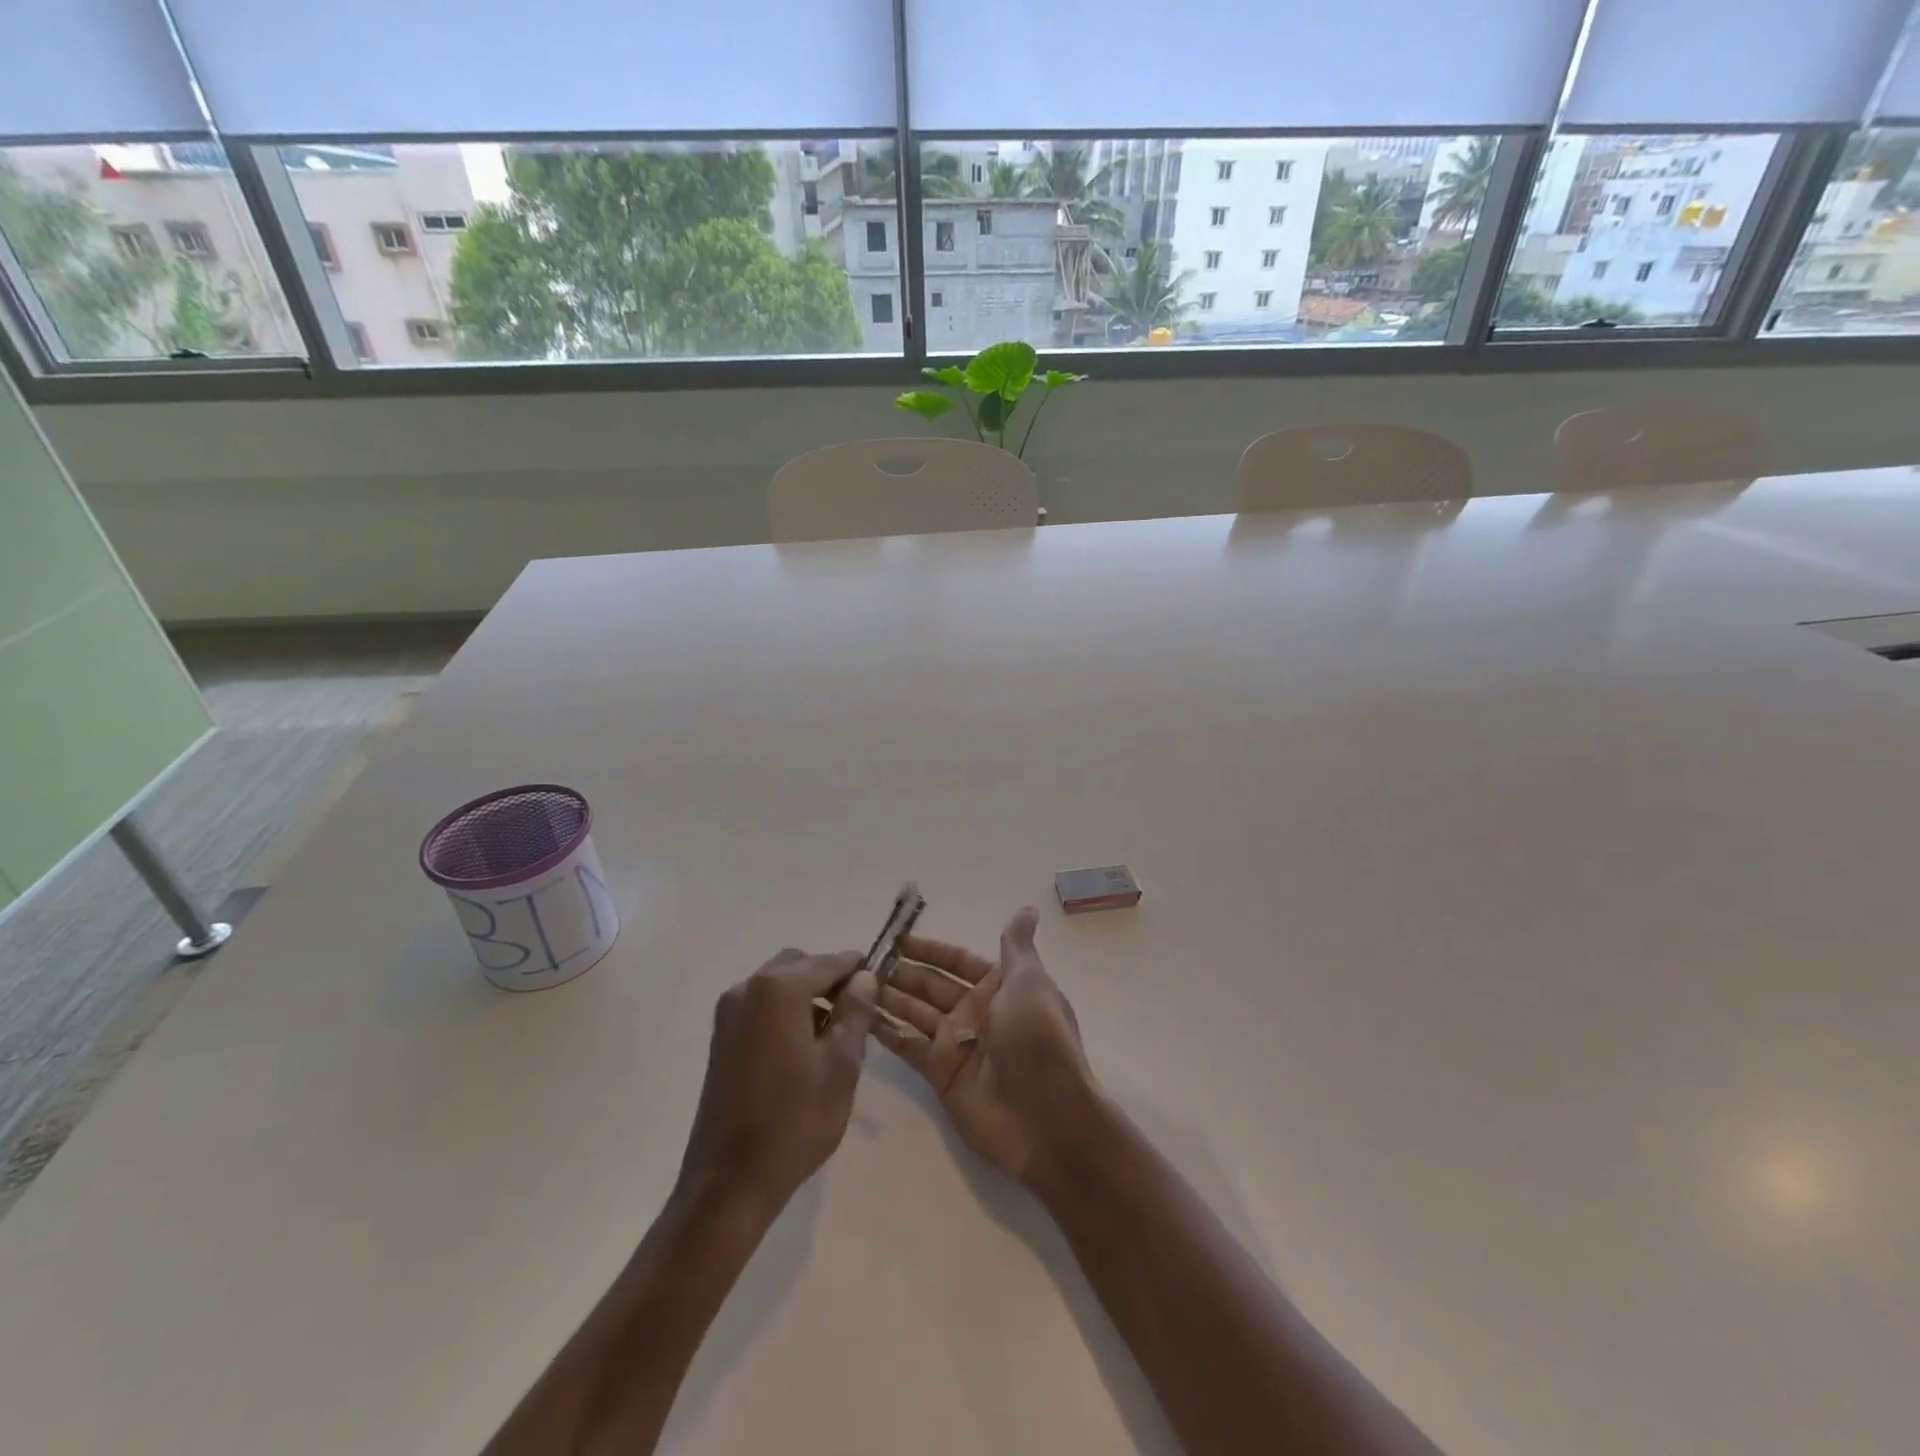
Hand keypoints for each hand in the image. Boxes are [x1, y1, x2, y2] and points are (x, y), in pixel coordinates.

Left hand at [676, 949, 877, 1220]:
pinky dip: (785, 1010)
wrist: (729, 1181)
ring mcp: (729, 1012)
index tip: (880, 981)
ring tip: (833, 1034)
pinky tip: (803, 1047)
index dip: (857, 968)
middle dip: (830, 980)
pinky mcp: (721, 1036)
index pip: (829, 961)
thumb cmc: (795, 1121)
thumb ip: (855, 1012)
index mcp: (779, 989)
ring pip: (779, 983)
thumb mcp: (841, 1065)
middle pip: (800, 965)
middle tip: (857, 1012)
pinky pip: (761, 1004)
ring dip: (807, 995)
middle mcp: (748, 988)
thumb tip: (864, 977)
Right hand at [871, 908, 1097, 1186]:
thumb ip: (1017, 946)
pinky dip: (887, 1032)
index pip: (956, 960)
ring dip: (888, 996)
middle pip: (931, 984)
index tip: (894, 937)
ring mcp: (957, 1042)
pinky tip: (858, 1017)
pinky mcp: (941, 1073)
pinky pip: (909, 1045)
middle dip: (901, 971)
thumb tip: (1026, 908)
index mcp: (999, 986)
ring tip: (851, 982)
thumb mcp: (1030, 982)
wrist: (1046, 1115)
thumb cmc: (1037, 1038)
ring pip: (915, 1011)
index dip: (928, 948)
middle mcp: (976, 1011)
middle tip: (862, 960)